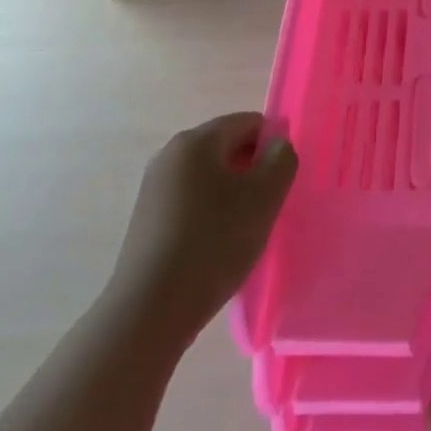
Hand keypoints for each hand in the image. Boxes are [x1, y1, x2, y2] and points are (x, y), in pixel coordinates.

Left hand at [109, 112, 297, 350]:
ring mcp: (155, 186)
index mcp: (197, 140)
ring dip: (234, 193)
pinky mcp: (148, 217)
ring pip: (210, 175)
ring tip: (245, 229)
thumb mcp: (264, 197)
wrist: (151, 308)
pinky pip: (192, 199)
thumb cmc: (214, 242)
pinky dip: (212, 212)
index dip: (273, 145)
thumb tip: (276, 146)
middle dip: (253, 170)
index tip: (283, 181)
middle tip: (269, 205)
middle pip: (227, 146)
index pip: (249, 122)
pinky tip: (218, 244)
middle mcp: (170, 153)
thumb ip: (281, 159)